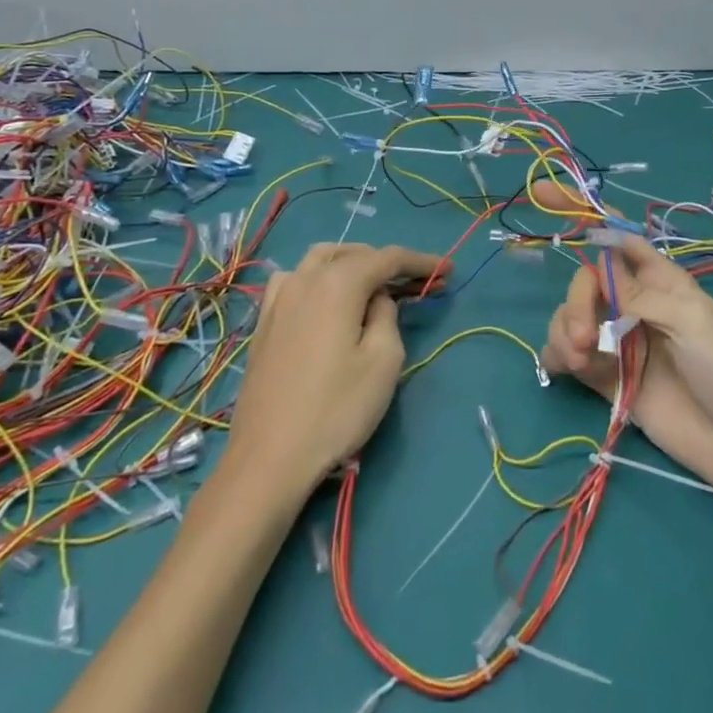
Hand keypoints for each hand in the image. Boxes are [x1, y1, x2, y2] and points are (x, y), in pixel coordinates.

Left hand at [226, 243, 446, 497]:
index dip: (421, 261)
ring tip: (373, 285)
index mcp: (338, 282)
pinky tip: (326, 299)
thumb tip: (376, 300)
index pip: (388, 258)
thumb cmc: (336, 409)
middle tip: (417, 283)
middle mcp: (305, 278)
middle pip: (353, 254)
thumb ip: (387, 316)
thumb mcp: (383, 362)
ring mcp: (279, 299)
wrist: (268, 457)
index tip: (448, 270)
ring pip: (320, 260)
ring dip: (351, 263)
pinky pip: (295, 279)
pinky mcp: (264, 322)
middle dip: (387, 263)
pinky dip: (320, 277)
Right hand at [542, 229, 712, 496]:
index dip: (586, 215)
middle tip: (581, 337)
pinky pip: (569, 356)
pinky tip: (565, 368)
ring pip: (571, 317)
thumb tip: (597, 273)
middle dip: (575, 302)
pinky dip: (557, 355)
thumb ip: (640, 296)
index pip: (618, 238)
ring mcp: (620, 343)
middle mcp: (635, 305)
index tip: (545, 194)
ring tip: (578, 360)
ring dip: (563, 330)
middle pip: (586, 283)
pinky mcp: (608, 379)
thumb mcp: (692, 320)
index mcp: (660, 280)